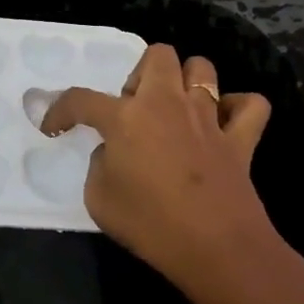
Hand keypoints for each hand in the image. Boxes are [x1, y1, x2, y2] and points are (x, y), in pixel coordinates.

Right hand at [41, 44, 274, 291]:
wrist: (216, 248)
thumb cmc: (150, 224)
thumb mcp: (99, 198)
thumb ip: (100, 164)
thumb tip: (114, 153)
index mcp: (126, 118)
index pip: (82, 99)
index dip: (61, 109)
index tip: (54, 126)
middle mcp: (167, 104)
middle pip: (157, 55)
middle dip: (140, 74)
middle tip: (132, 109)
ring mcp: (208, 117)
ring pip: (202, 68)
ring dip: (186, 82)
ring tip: (175, 111)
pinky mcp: (240, 138)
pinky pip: (249, 104)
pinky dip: (237, 108)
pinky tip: (223, 125)